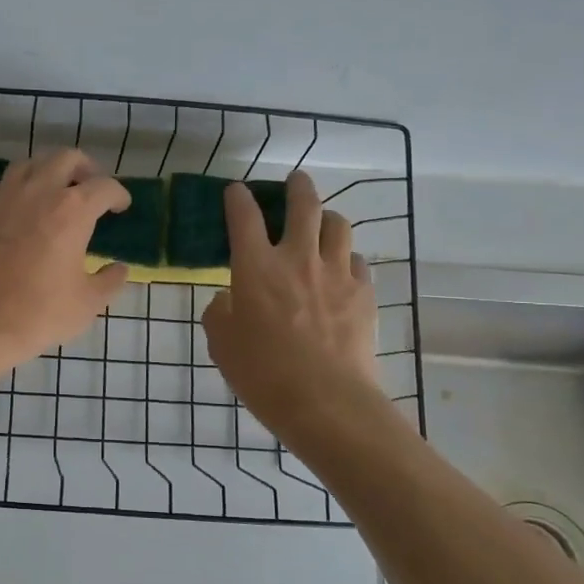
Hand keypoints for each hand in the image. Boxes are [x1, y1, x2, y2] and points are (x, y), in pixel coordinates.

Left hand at [0, 149, 130, 383]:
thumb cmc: (38, 314)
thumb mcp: (87, 304)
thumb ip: (110, 281)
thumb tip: (120, 269)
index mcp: (73, 210)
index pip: (105, 187)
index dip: (119, 195)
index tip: (121, 207)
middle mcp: (39, 191)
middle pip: (66, 158)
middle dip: (85, 168)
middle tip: (90, 187)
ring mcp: (3, 197)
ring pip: (29, 164)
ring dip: (46, 171)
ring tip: (53, 190)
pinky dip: (9, 189)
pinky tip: (13, 206)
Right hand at [201, 171, 381, 436]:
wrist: (325, 401)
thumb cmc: (263, 374)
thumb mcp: (222, 345)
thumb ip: (220, 313)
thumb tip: (228, 299)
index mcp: (256, 267)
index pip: (245, 216)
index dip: (238, 198)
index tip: (236, 191)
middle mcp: (298, 258)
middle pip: (303, 205)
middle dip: (297, 187)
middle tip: (295, 181)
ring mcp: (336, 273)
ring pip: (338, 226)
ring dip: (327, 217)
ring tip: (323, 222)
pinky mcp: (364, 294)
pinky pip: (357, 261)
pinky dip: (346, 257)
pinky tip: (341, 269)